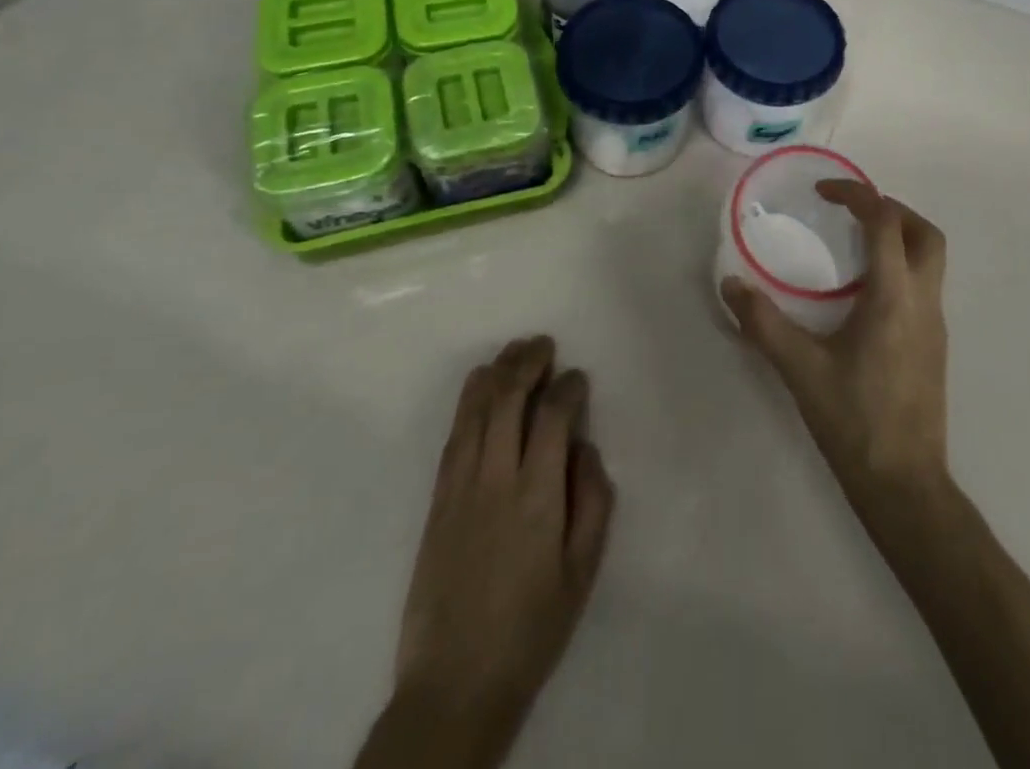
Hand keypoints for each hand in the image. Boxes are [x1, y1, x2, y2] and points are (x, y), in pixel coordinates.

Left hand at [361, 336, 614, 768]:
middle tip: (544, 344)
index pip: (554, 416)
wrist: (454, 685)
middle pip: (508, 398)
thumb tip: (585, 447)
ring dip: (495, 372)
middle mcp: (496, 479)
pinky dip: (466, 403)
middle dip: (528, 362)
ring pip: (475, 410)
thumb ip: (593, 502)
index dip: (568, 386)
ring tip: (513, 352)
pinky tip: (477, 387)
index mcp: (538, 496)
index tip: (578, 378)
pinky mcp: (436, 501)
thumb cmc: (532, 630)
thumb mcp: (583, 571)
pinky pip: (453, 437)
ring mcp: (460, 488)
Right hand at [722, 180, 949, 506]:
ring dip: (900, 236)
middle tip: (851, 211)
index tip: (824, 191)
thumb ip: (762, 323)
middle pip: (925, 233)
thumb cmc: (854, 421)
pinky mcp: (935, 345)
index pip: (885, 222)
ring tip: (854, 244)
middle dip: (891, 209)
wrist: (905, 484)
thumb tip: (730, 285)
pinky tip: (864, 292)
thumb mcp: (800, 369)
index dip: (857, 195)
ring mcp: (936, 324)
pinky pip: (925, 284)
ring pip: (931, 258)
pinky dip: (901, 266)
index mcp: (894, 297)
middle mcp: (924, 301)